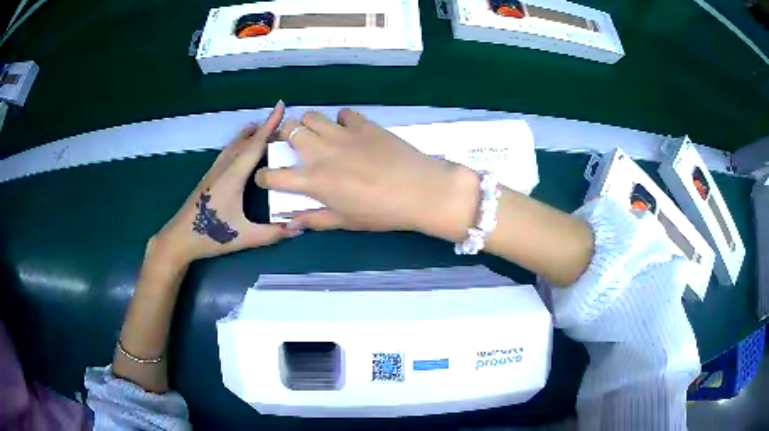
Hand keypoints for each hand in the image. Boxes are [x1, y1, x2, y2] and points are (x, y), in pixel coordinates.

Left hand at [152, 101, 298, 266]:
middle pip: (245, 140)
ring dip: (250, 135)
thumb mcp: (244, 237)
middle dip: (263, 128)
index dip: (269, 124)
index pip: (255, 144)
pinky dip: (240, 144)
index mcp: (233, 176)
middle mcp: (223, 168)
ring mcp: (214, 171)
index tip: (281, 106)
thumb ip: (272, 233)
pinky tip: (244, 151)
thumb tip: (298, 228)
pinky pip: (228, 152)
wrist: (179, 238)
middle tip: (283, 124)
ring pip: (234, 144)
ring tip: (265, 132)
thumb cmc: (210, 236)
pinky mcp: (209, 177)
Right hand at [255, 109, 479, 241]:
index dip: (264, 176)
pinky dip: (341, 121)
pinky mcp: (364, 124)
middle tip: (294, 147)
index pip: (273, 175)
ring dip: (308, 124)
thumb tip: (291, 223)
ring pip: (311, 116)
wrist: (421, 190)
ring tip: (319, 136)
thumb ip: (315, 219)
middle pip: (289, 130)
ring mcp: (343, 134)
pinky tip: (350, 132)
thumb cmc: (382, 212)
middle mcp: (322, 152)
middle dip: (284, 137)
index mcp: (314, 181)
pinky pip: (343, 113)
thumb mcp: (346, 221)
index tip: (268, 178)